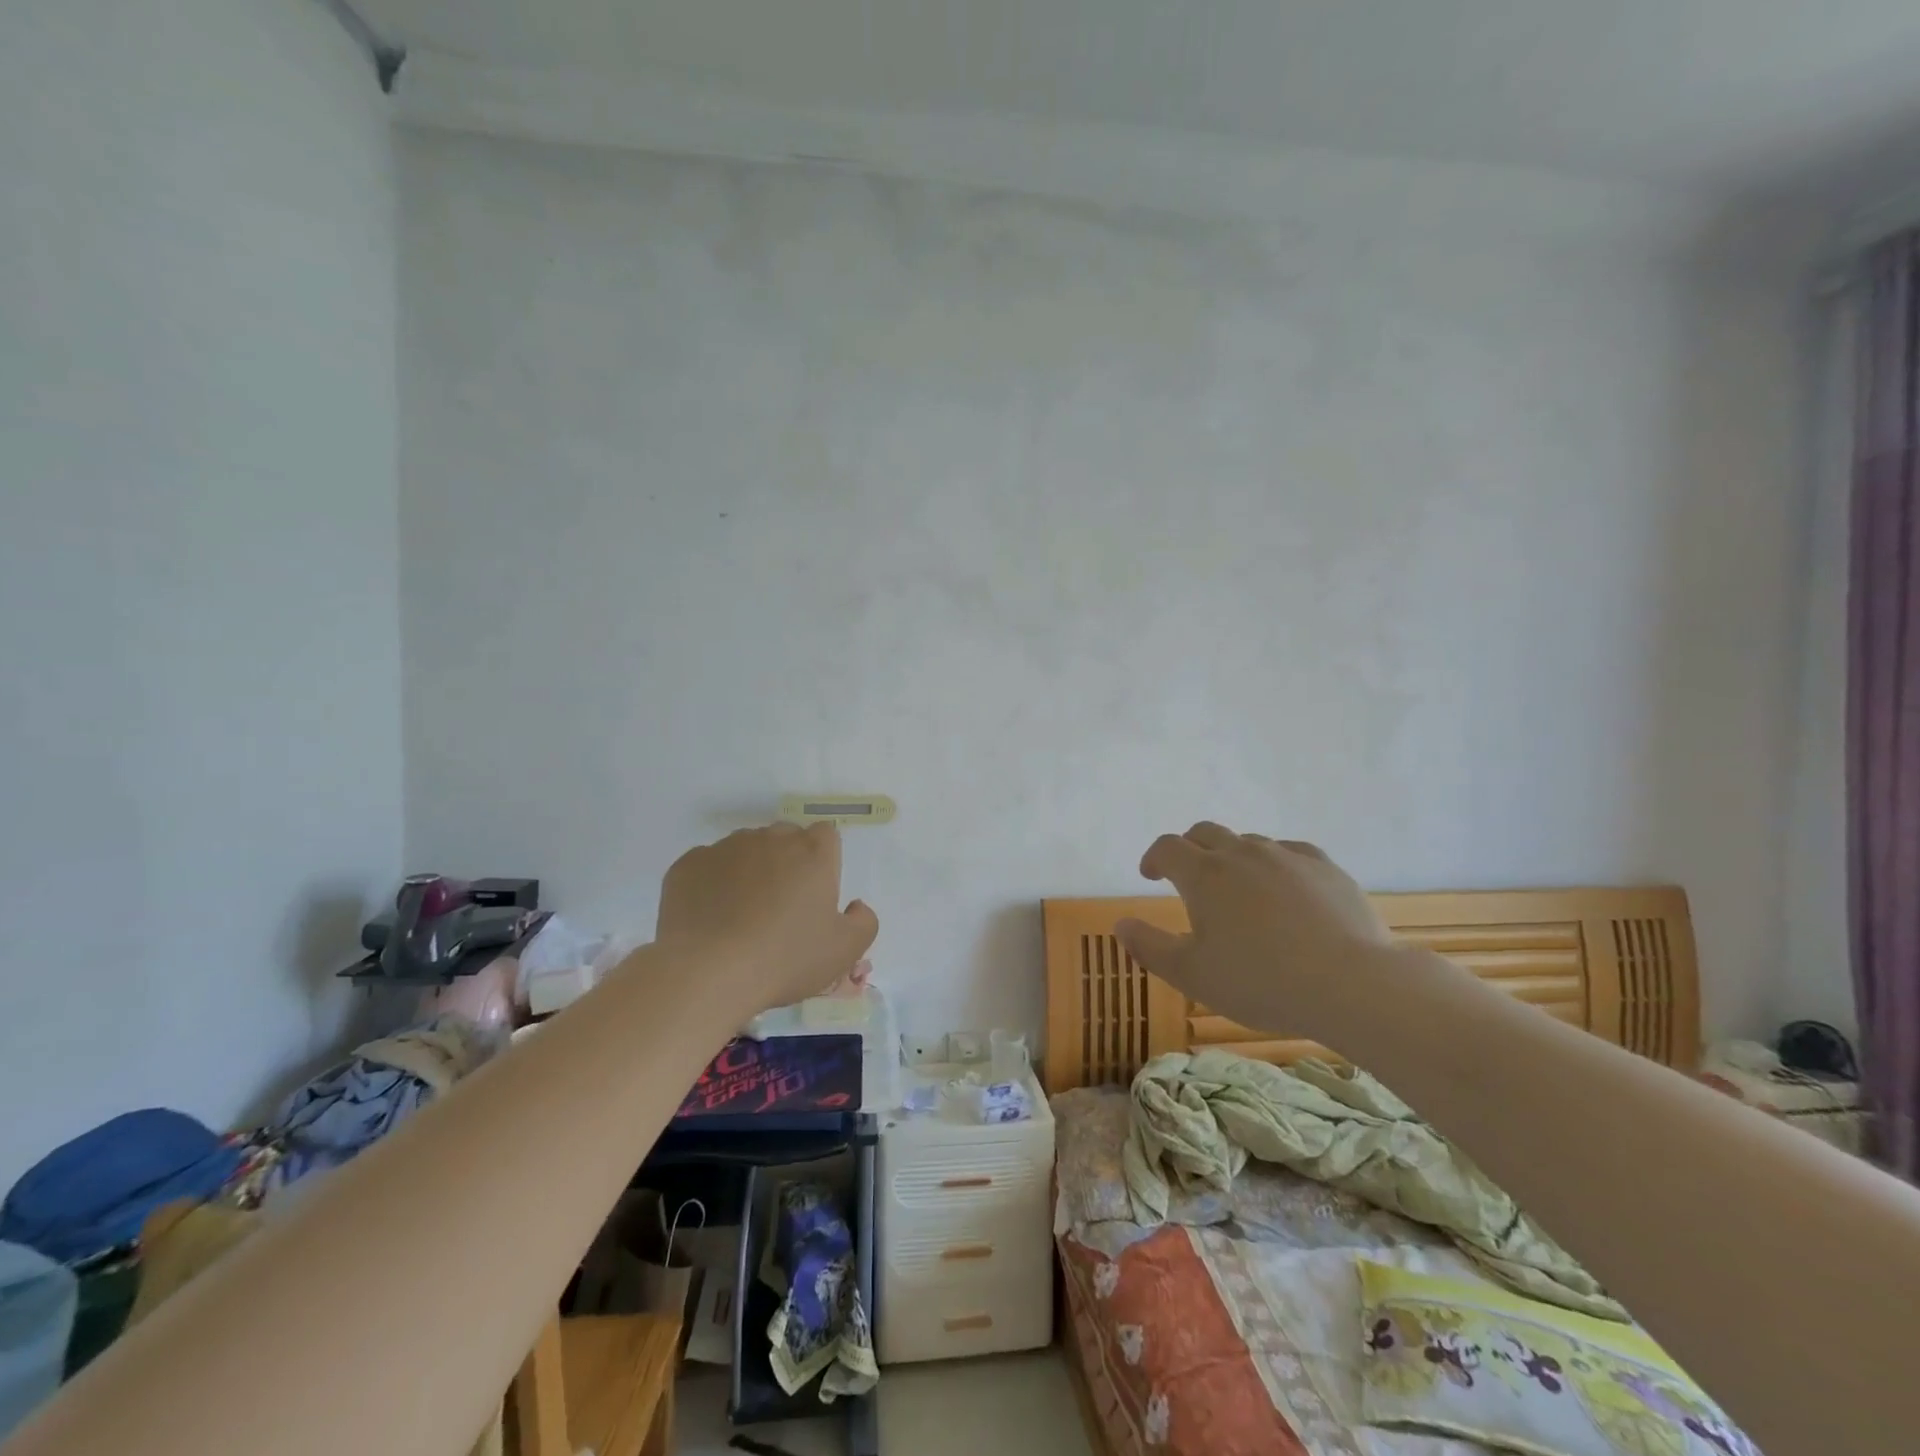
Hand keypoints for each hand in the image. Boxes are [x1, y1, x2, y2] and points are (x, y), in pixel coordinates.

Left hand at [655, 823, 878, 1017]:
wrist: (707, 972)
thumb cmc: (784, 959)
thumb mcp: (844, 951)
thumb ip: (863, 922)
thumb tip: (855, 905)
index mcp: (812, 852)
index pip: (825, 836)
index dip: (823, 861)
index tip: (815, 894)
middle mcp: (770, 838)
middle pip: (785, 839)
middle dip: (786, 863)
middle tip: (781, 908)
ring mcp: (726, 847)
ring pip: (745, 850)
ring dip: (749, 871)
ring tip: (741, 916)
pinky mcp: (689, 864)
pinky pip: (708, 866)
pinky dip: (712, 885)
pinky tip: (711, 919)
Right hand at [1115, 823, 1395, 1040]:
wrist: (1351, 984)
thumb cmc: (1261, 982)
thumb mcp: (1192, 975)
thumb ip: (1150, 947)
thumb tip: (1121, 924)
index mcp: (1204, 875)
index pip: (1167, 848)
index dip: (1153, 857)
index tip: (1150, 874)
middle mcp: (1241, 854)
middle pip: (1205, 833)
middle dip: (1189, 848)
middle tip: (1187, 874)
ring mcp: (1286, 856)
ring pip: (1248, 842)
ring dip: (1232, 856)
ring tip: (1237, 888)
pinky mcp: (1325, 868)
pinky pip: (1290, 852)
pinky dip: (1275, 863)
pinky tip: (1284, 887)